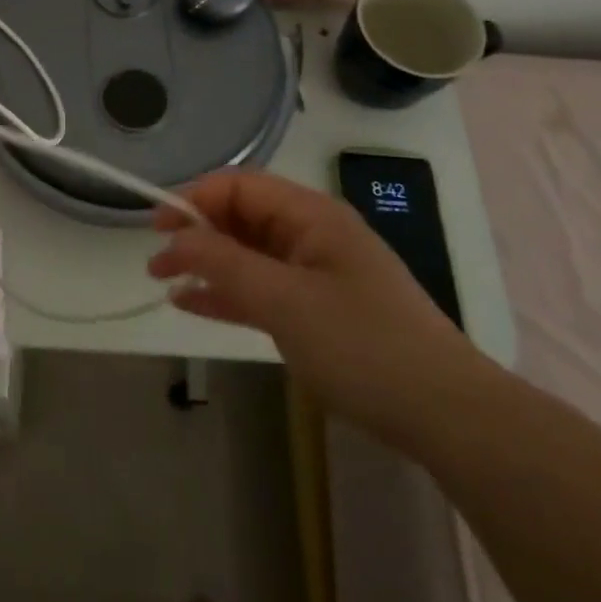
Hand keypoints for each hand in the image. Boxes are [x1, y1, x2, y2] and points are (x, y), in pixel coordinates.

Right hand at [149, 171, 483, 437]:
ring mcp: (315, 273)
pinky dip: (227, 293)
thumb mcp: (285, 300)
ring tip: (162, 281)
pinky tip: (192, 304)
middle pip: (242, 217)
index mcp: (311, 215)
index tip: (158, 228)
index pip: (240, 186)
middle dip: (197, 233)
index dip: (195, 199)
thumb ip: (225, 264)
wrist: (444, 415)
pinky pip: (261, 289)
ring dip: (207, 264)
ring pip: (248, 255)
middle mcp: (312, 234)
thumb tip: (176, 238)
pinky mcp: (317, 310)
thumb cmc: (362, 344)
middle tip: (156, 262)